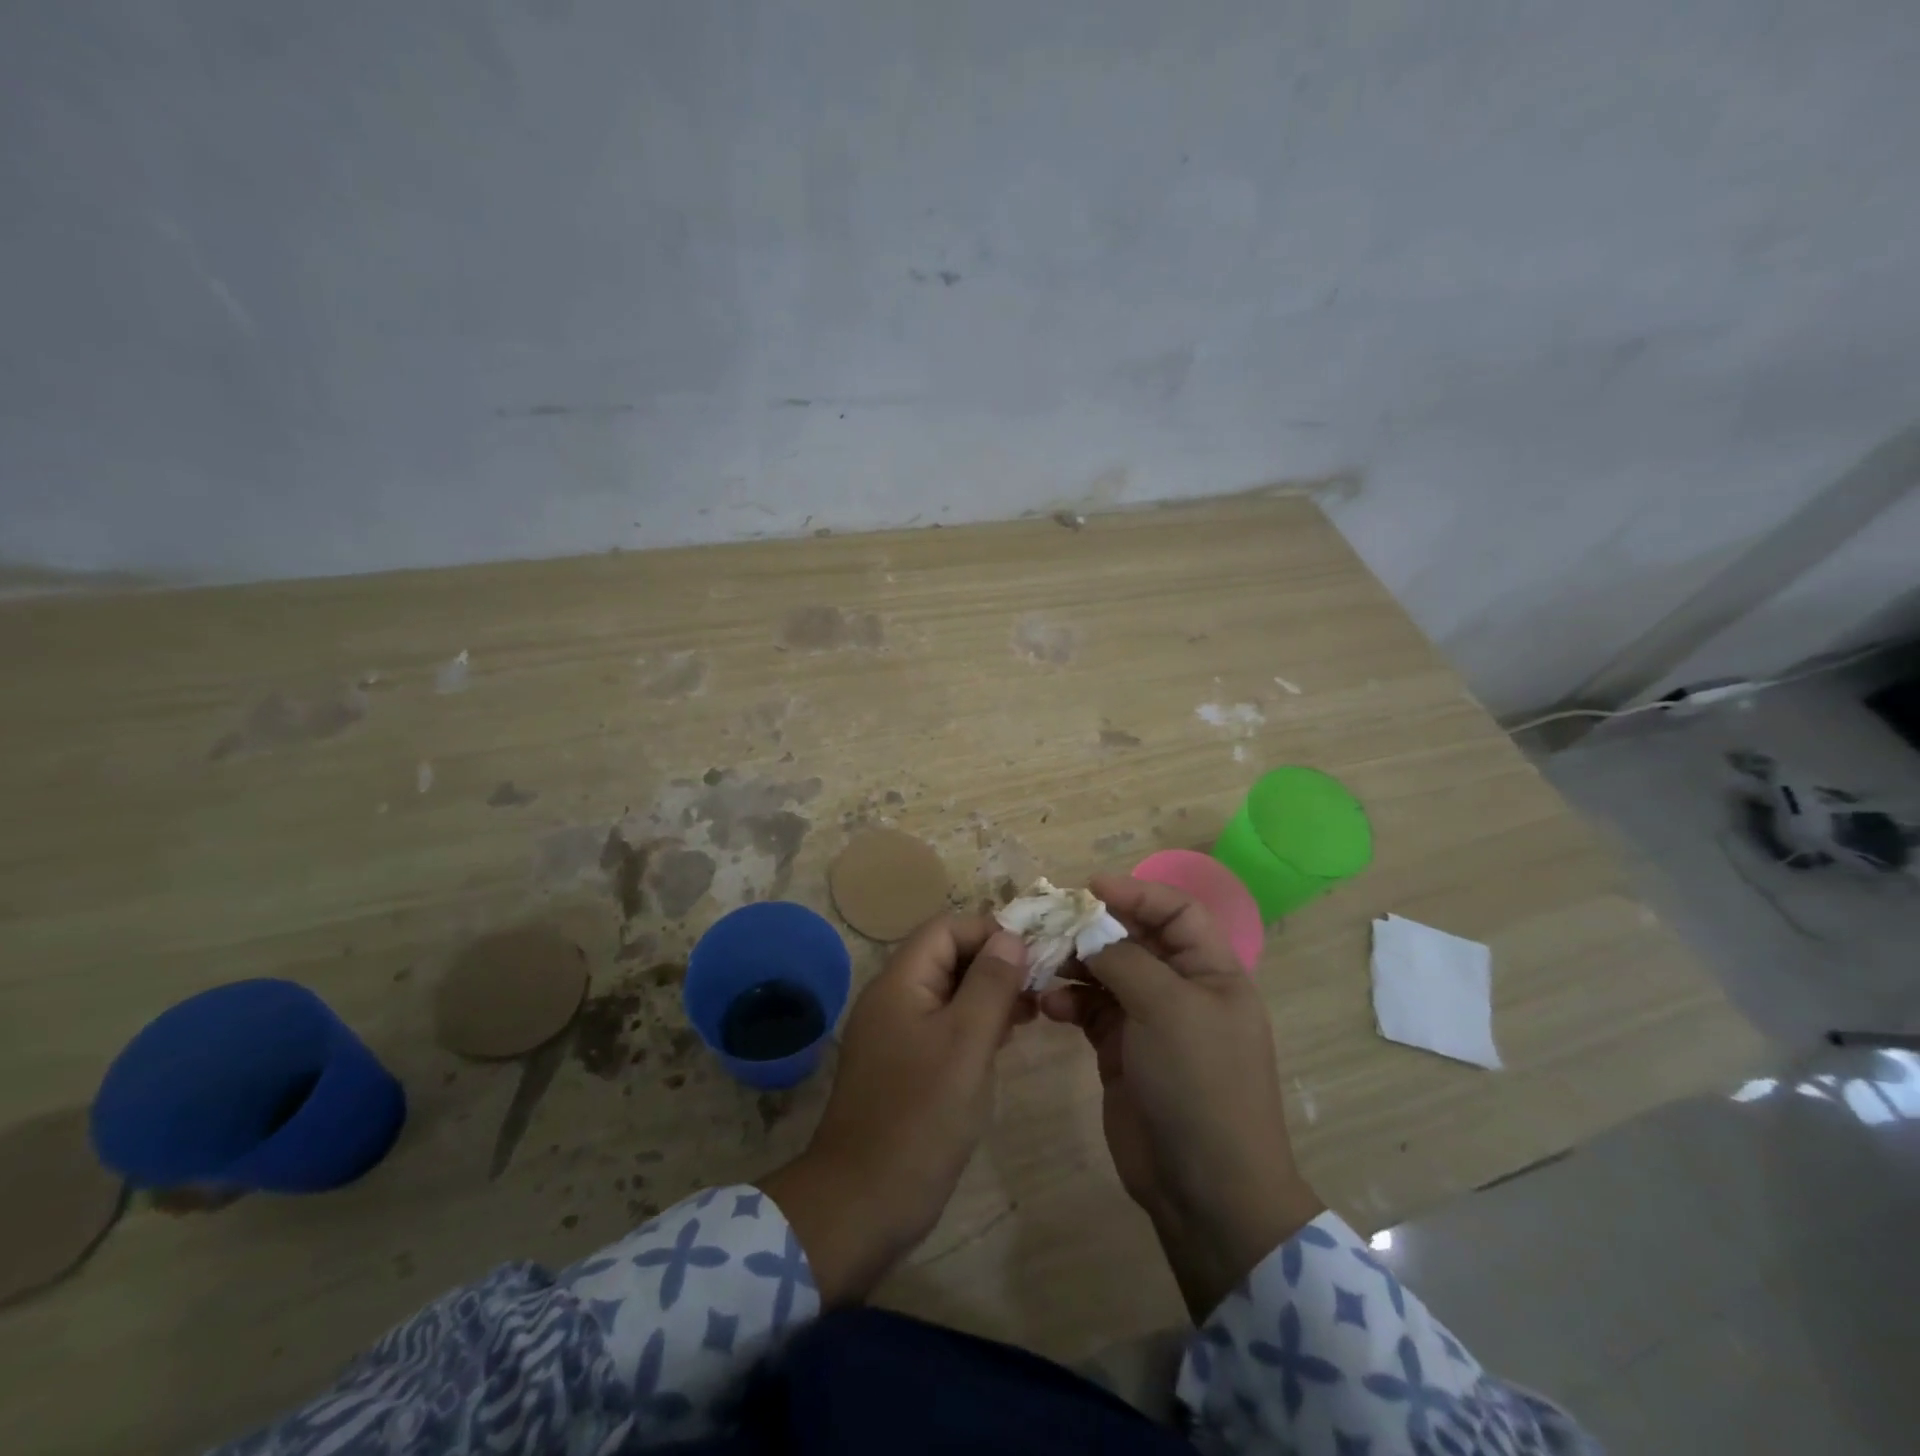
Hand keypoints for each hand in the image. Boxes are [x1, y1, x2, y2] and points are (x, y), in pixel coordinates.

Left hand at [759, 915, 1031, 1305]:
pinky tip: (1007, 1039)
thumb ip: (990, 985)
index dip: (990, 931)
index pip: (946, 928)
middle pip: (947, 957)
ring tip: (1034, 1008)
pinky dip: (975, 1024)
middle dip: (994, 962)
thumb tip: (1010, 936)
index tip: (1034, 952)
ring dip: (989, 993)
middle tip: (1042, 982)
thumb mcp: (966, 1044)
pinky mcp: (904, 1066)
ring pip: (948, 993)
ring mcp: (896, 1034)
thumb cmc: (920, 1117)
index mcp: (900, 983)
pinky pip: (943, 1026)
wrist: (862, 1204)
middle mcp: (893, 999)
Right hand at [1039, 873, 1322, 1318]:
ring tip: (1040, 965)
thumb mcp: (1168, 1009)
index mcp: (1212, 971)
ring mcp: (1150, 1021)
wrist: (1204, 1189)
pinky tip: (1047, 1006)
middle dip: (1094, 928)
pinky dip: (1068, 1002)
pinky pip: (1090, 1010)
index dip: (1137, 892)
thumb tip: (1090, 934)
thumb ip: (1125, 960)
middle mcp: (1182, 989)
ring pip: (1106, 973)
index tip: (1089, 887)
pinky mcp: (1121, 1051)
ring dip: (1074, 965)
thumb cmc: (1199, 1083)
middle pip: (1135, 939)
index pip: (1177, 911)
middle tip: (1049, 923)